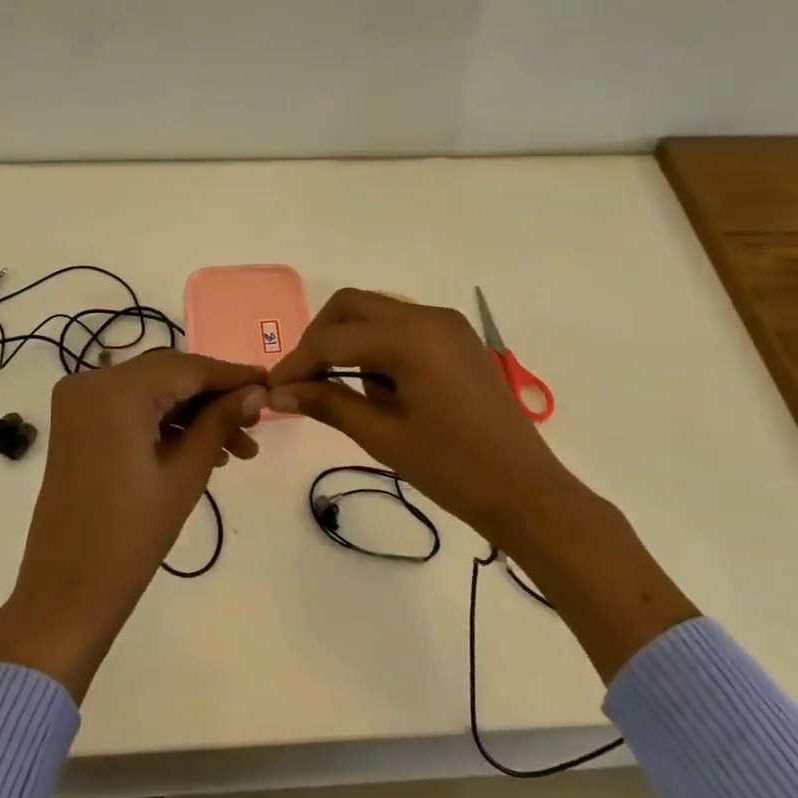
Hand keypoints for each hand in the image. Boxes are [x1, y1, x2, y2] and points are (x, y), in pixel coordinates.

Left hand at [0, 350, 266, 701]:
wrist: (66, 593)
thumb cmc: (131, 536)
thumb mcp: (185, 474)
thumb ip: (220, 422)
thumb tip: (257, 391)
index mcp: (115, 390)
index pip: (188, 367)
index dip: (233, 376)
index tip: (271, 385)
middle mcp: (91, 381)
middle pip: (169, 375)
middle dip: (214, 397)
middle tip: (256, 423)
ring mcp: (78, 402)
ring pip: (152, 392)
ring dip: (192, 414)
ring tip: (237, 450)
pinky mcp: (76, 424)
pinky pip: (130, 409)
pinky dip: (164, 423)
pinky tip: (202, 449)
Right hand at [266, 288, 697, 680]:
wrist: (526, 492)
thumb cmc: (452, 468)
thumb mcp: (382, 435)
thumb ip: (327, 403)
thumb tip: (277, 392)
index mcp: (410, 336)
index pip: (334, 338)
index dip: (297, 362)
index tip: (271, 389)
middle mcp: (428, 316)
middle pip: (353, 306)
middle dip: (319, 338)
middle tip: (301, 381)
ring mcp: (447, 325)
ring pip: (377, 312)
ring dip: (347, 340)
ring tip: (334, 388)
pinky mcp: (458, 340)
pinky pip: (403, 327)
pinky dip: (376, 346)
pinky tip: (373, 385)